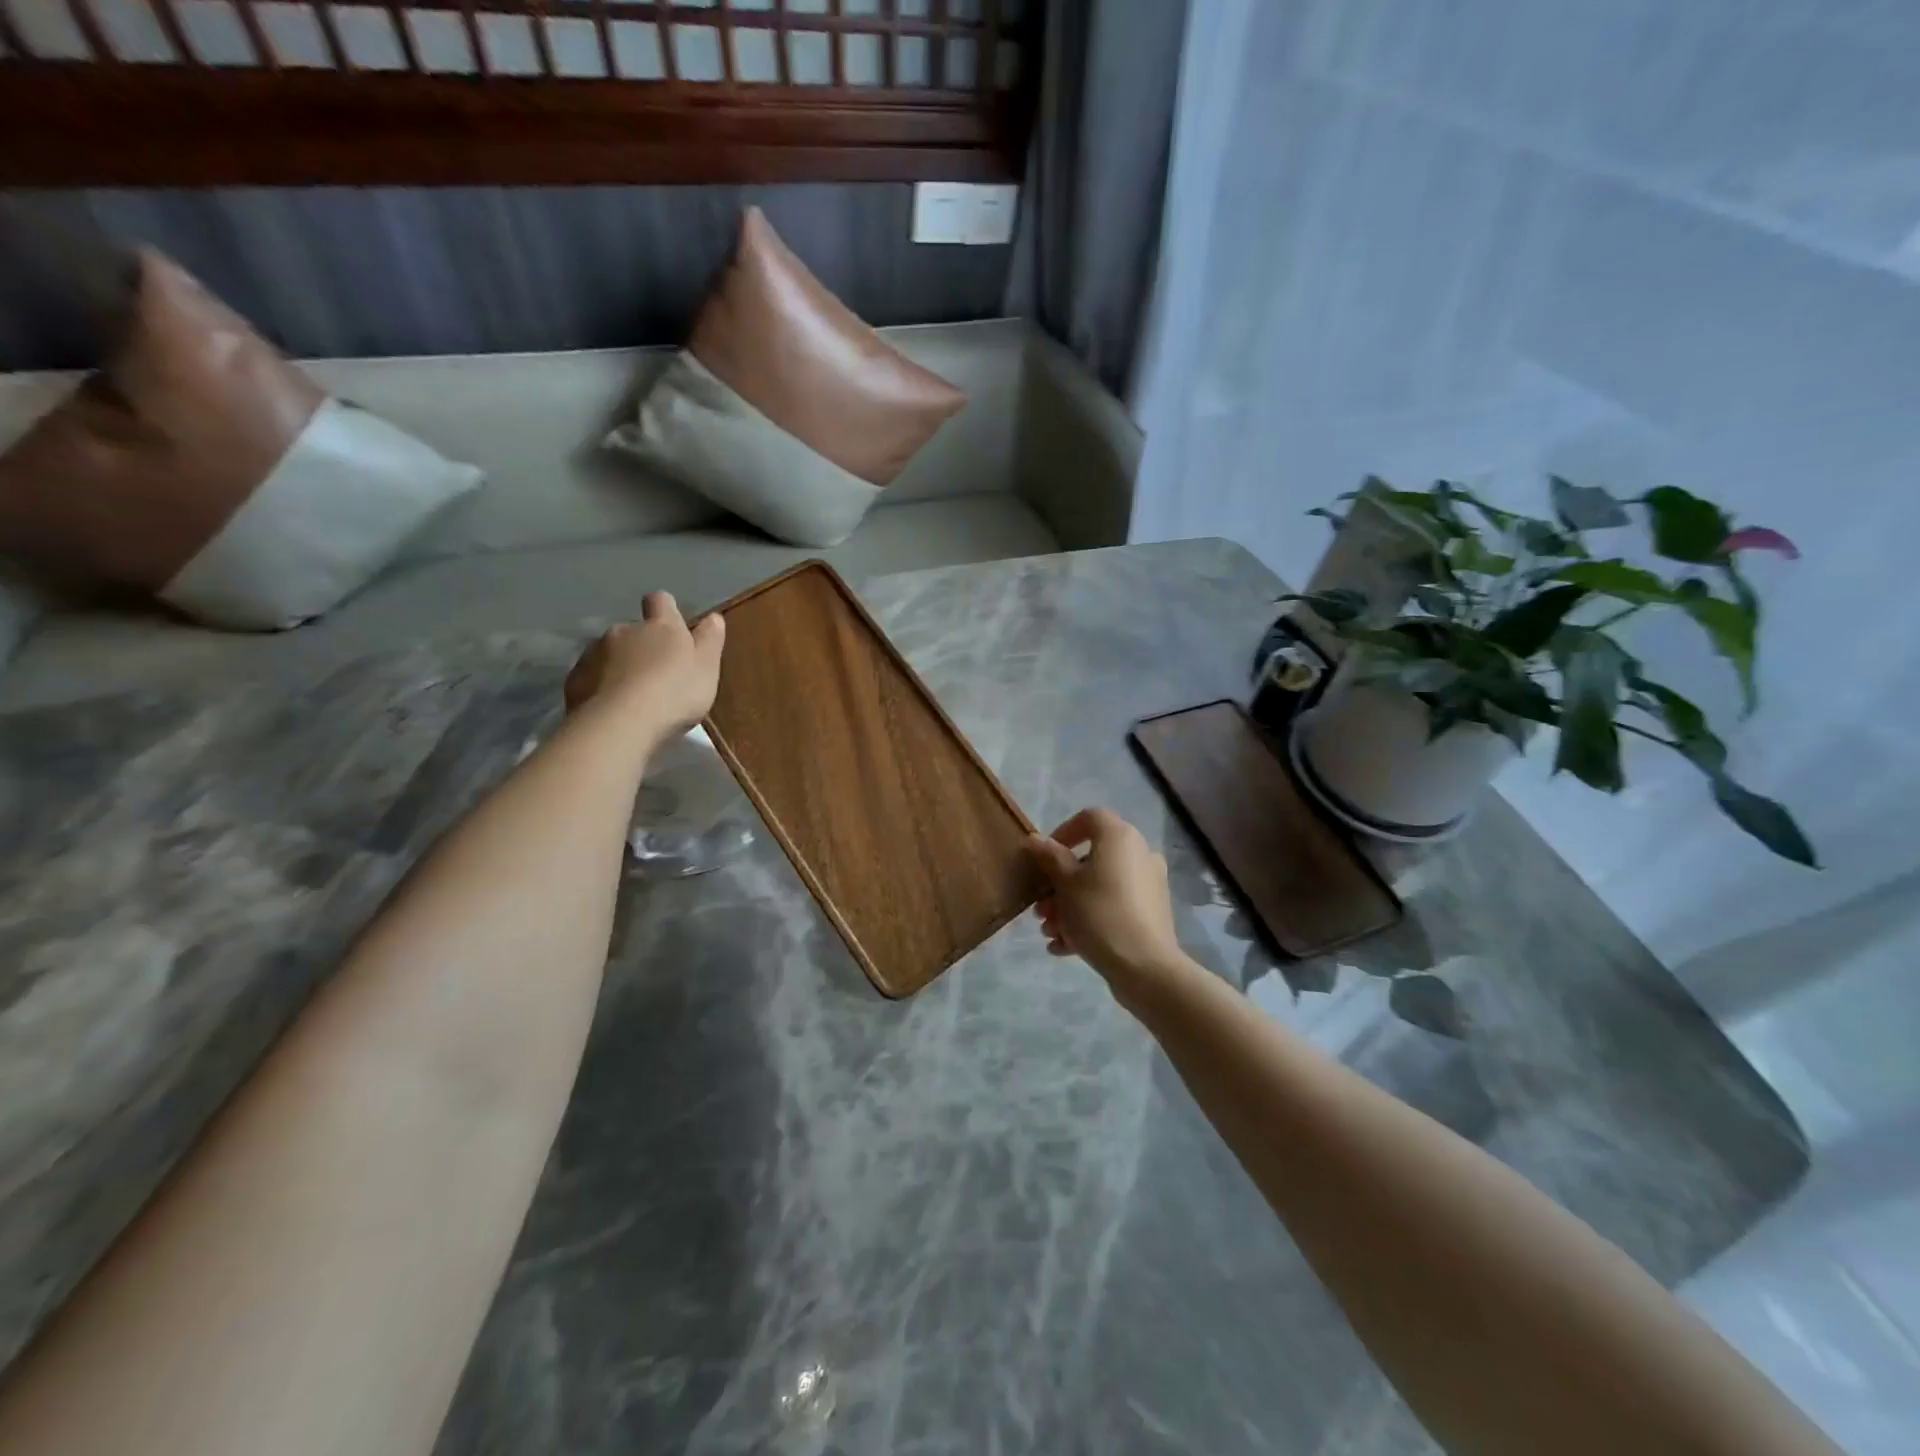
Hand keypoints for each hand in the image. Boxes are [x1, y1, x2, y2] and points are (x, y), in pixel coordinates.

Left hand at [563, 592, 725, 741]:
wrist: (620, 724)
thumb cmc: (674, 693)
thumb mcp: (707, 668)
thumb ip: (710, 640)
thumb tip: (713, 617)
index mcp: (660, 626)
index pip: (660, 601)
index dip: (666, 610)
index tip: (673, 627)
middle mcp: (624, 630)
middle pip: (633, 630)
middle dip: (642, 646)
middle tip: (656, 676)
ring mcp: (594, 653)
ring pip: (609, 653)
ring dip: (619, 667)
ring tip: (632, 697)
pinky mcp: (575, 679)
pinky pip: (590, 677)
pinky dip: (600, 687)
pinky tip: (611, 709)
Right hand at [1025, 809, 1187, 999]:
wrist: (1145, 968)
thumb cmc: (1099, 914)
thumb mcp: (1065, 884)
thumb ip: (1048, 857)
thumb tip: (1034, 839)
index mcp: (1120, 837)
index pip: (1089, 818)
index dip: (1062, 833)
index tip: (1043, 859)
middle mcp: (1139, 854)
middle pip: (1090, 859)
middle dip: (1059, 884)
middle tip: (1040, 908)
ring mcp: (1148, 885)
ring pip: (1099, 887)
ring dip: (1069, 906)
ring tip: (1049, 933)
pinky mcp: (1150, 913)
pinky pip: (1113, 907)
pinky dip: (1089, 920)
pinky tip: (1064, 947)